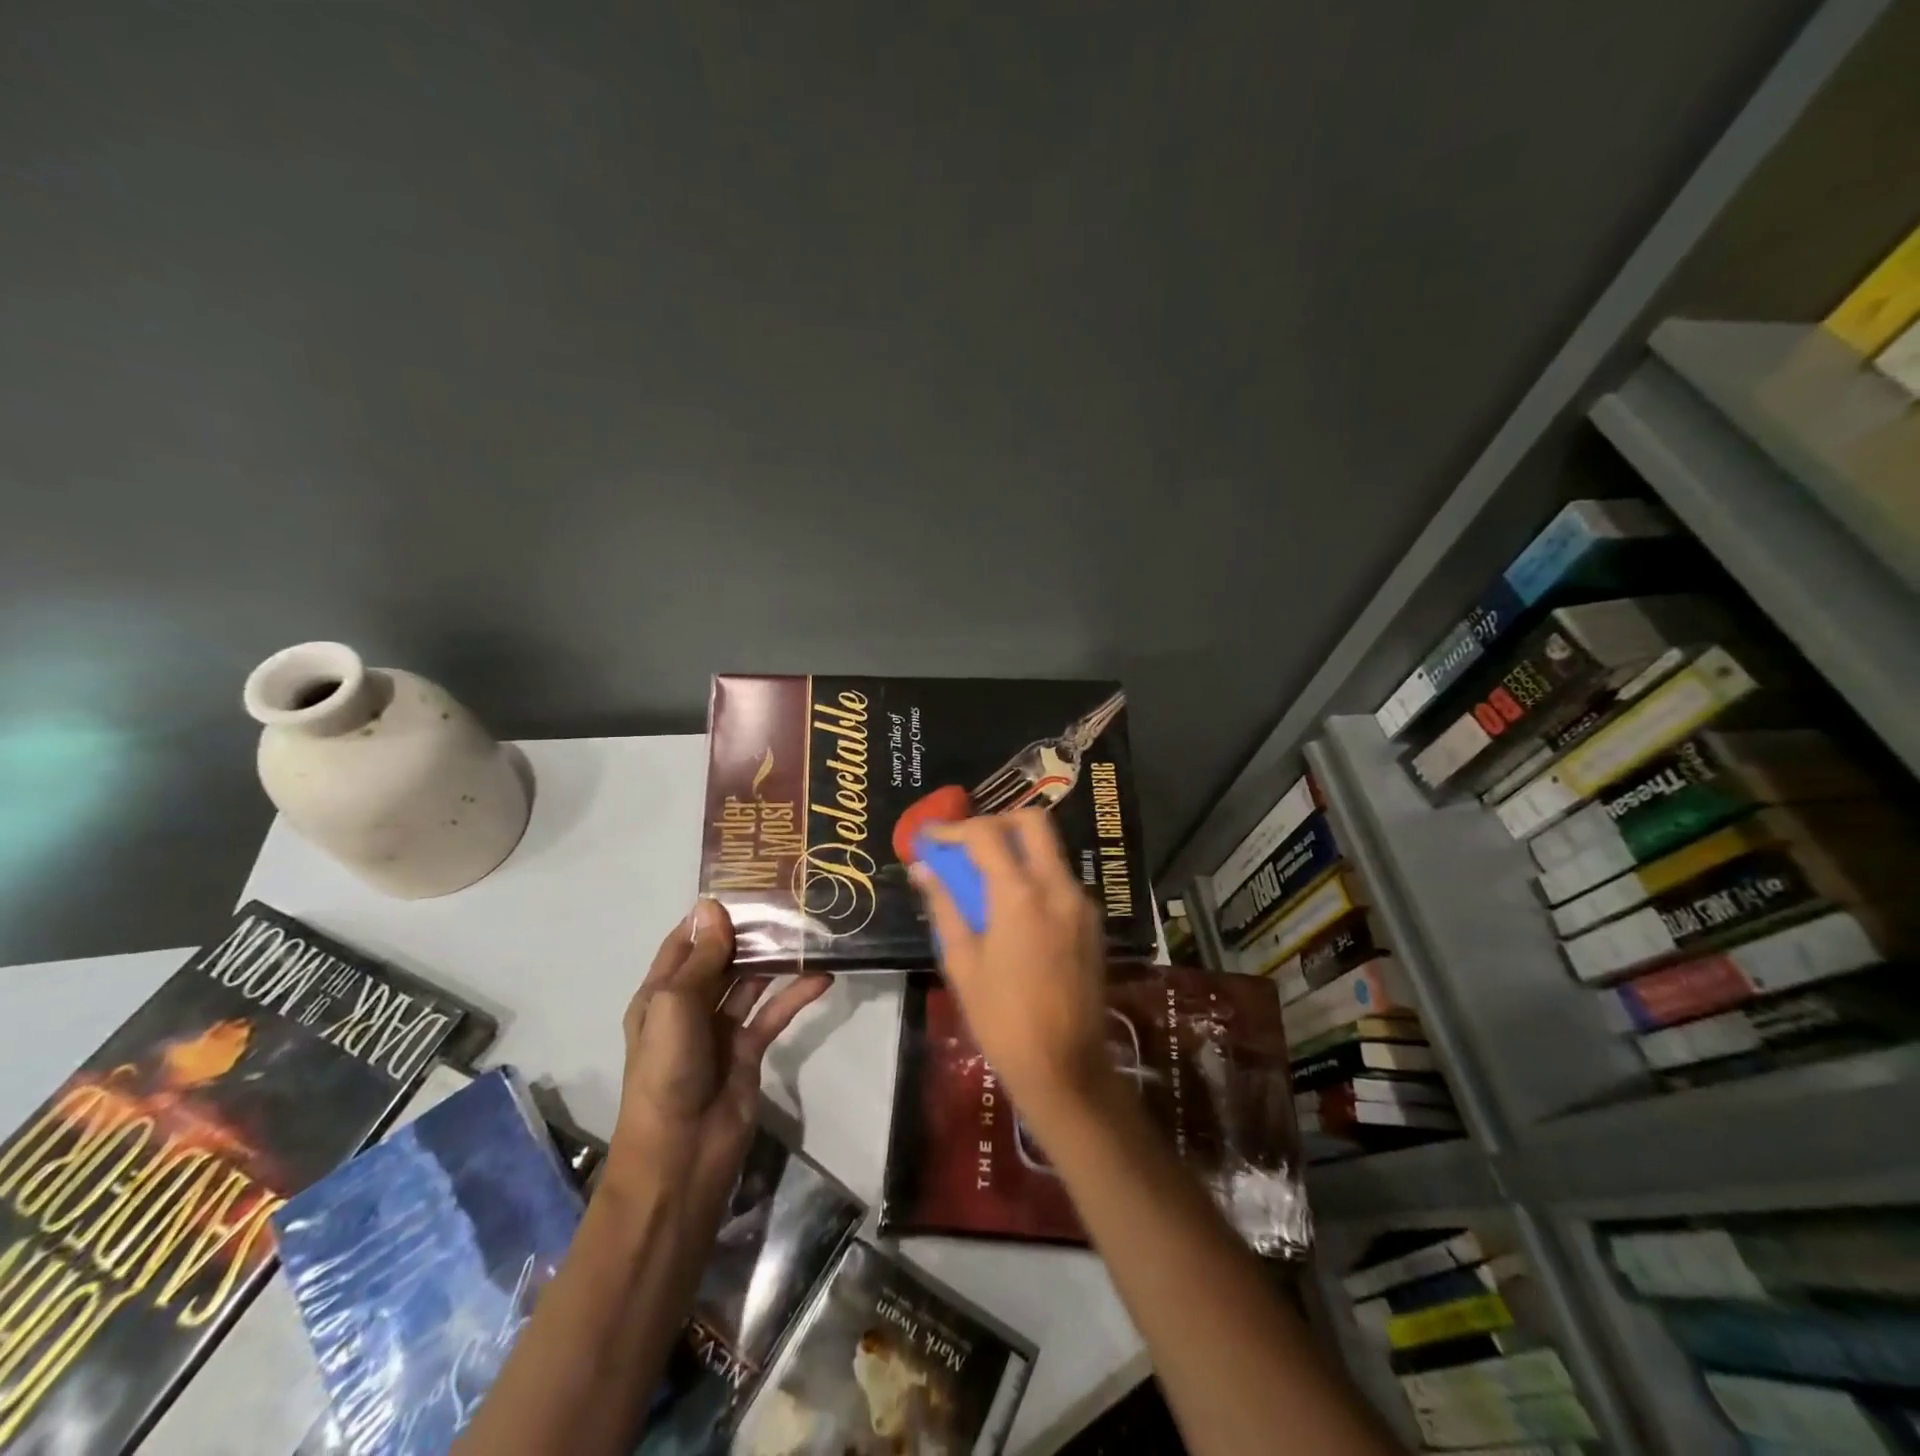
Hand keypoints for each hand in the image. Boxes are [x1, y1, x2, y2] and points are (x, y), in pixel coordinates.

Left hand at [608, 899, 829, 1225]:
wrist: (682, 1155)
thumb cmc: (668, 1071)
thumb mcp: (677, 1006)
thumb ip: (702, 959)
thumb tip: (712, 905)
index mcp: (661, 994)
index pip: (686, 942)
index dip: (711, 915)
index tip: (747, 883)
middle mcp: (690, 1005)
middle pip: (722, 958)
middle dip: (750, 932)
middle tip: (790, 899)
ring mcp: (721, 1028)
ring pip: (752, 981)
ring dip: (776, 959)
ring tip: (810, 928)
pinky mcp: (750, 1050)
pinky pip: (775, 1012)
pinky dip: (796, 995)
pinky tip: (823, 976)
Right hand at [909, 810, 1114, 1122]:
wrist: (1065, 1068)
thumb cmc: (1001, 1019)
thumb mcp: (962, 962)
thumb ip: (945, 906)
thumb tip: (923, 869)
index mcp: (1020, 895)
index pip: (985, 834)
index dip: (953, 829)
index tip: (931, 838)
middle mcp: (1058, 887)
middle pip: (1032, 822)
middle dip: (995, 822)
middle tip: (966, 845)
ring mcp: (1081, 903)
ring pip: (1050, 849)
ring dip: (1016, 849)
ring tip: (983, 877)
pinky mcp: (1092, 922)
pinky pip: (1060, 878)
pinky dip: (1034, 875)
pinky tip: (1011, 907)